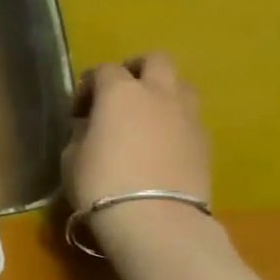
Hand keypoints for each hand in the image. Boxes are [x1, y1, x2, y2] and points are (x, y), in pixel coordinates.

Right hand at [63, 53, 211, 250]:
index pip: (103, 70)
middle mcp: (158, 93)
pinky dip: (174, 120)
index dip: (89, 85)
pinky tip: (160, 144)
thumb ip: (84, 131)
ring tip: (145, 117)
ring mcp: (188, 114)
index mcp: (120, 92)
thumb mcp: (73, 155)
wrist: (155, 218)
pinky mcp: (206, 139)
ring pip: (180, 85)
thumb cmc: (101, 183)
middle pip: (155, 60)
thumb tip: (92, 125)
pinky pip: (189, 116)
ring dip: (162, 92)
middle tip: (120, 93)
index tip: (79, 109)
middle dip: (136, 70)